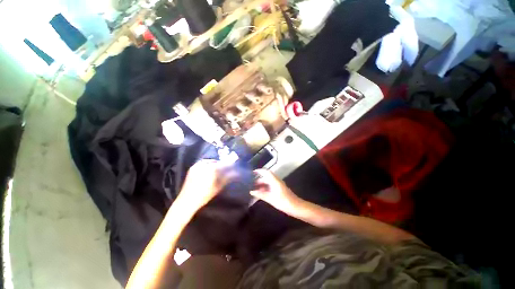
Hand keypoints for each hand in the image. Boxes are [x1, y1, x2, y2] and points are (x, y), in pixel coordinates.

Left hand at [177, 160, 237, 212]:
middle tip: (226, 168)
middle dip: (222, 164)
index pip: (222, 164)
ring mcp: (196, 166)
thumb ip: (227, 178)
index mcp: (210, 169)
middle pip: (216, 162)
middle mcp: (203, 165)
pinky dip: (208, 164)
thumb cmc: (204, 195)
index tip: (233, 166)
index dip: (229, 165)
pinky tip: (210, 169)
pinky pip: (202, 163)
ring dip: (215, 163)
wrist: (187, 201)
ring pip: (209, 161)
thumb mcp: (217, 187)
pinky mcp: (192, 168)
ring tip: (218, 168)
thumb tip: (236, 173)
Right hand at [250, 170, 301, 215]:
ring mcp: (279, 185)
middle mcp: (277, 181)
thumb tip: (252, 191)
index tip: (253, 172)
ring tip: (256, 189)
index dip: (260, 171)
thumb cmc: (283, 202)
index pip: (266, 172)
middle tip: (253, 183)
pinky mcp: (281, 189)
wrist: (296, 207)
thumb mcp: (270, 198)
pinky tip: (263, 193)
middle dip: (260, 179)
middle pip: (268, 177)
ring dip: (263, 184)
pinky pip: (272, 185)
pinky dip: (266, 187)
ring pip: (270, 182)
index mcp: (275, 181)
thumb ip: (261, 194)